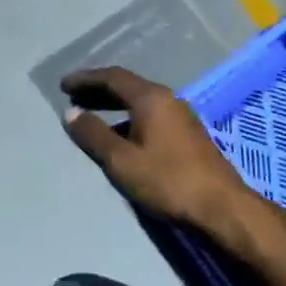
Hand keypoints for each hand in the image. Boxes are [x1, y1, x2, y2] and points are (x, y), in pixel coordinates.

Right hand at [61, 67, 255, 235]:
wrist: (221, 207)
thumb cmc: (167, 180)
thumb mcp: (121, 160)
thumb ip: (93, 134)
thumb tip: (71, 113)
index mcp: (151, 98)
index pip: (113, 77)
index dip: (86, 79)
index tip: (63, 85)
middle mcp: (168, 100)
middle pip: (128, 87)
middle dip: (98, 91)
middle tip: (73, 97)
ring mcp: (181, 117)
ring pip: (140, 103)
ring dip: (114, 107)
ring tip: (91, 118)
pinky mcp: (188, 136)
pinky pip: (151, 116)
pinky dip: (129, 119)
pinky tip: (120, 138)